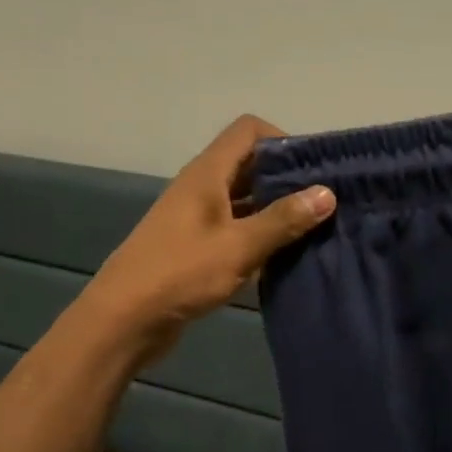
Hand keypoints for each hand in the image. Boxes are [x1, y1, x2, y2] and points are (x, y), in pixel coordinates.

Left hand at [81, 115, 334, 365]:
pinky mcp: (197, 246)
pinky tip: (286, 254)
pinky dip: (261, 234)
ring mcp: (198, 217)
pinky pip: (237, 227)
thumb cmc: (180, 274)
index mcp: (207, 174)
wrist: (124, 320)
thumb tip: (327, 193)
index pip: (248, 131)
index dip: (283, 140)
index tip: (313, 169)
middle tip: (325, 201)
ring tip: (315, 228)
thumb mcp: (239, 246)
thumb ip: (283, 220)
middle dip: (287, 177)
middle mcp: (202, 187)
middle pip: (250, 164)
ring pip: (245, 199)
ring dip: (276, 209)